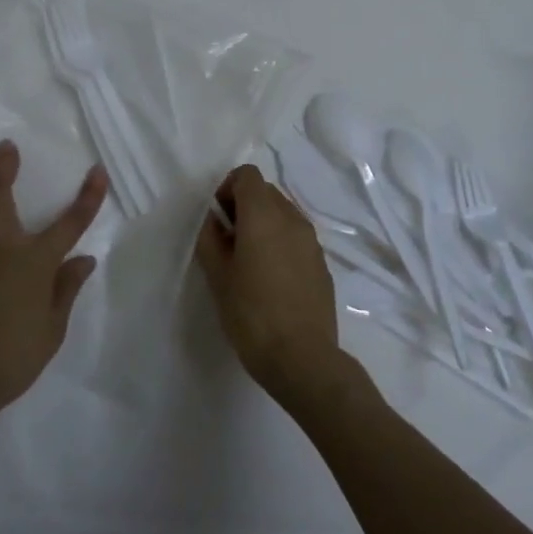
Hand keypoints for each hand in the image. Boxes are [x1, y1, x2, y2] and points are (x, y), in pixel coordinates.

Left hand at [0, 140, 106, 438]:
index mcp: (35, 262)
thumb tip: (84, 259)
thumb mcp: (52, 329)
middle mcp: (1, 248)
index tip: (97, 171)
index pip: (69, 224)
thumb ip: (66, 290)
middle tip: (4, 145)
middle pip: (1, 198)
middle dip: (4, 168)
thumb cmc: (12, 357)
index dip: (87, 198)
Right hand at [195, 165, 353, 408]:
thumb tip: (214, 221)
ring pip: (283, 214)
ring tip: (249, 262)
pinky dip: (280, 243)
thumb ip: (210, 239)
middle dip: (244, 206)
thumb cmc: (251, 314)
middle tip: (229, 242)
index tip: (218, 220)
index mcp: (264, 216)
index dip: (227, 189)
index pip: (247, 175)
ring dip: (263, 225)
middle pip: (266, 191)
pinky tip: (271, 279)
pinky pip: (296, 237)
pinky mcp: (322, 263)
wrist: (302, 358)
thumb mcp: (218, 276)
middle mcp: (292, 219)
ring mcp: (312, 241)